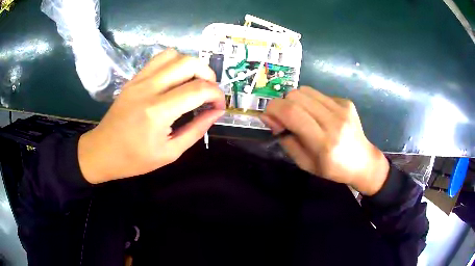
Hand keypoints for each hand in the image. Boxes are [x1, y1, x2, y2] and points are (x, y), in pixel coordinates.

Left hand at [78, 49, 224, 183]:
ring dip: (190, 65)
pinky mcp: (133, 79)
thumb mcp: (170, 152)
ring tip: (193, 82)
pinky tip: (175, 80)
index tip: (219, 106)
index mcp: (158, 112)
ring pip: (173, 55)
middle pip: (189, 63)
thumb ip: (196, 129)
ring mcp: (139, 80)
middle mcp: (149, 88)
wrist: (102, 151)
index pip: (199, 89)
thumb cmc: (134, 159)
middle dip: (208, 74)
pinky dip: (174, 63)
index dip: (217, 95)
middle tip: (209, 92)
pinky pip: (158, 59)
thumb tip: (216, 112)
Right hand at [260, 87, 388, 195]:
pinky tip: (317, 115)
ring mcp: (342, 108)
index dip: (273, 109)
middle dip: (281, 104)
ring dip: (294, 101)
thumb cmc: (333, 169)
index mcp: (324, 143)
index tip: (268, 117)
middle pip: (296, 96)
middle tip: (282, 119)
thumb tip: (269, 118)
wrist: (363, 161)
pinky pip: (318, 94)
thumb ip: (286, 140)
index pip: (292, 113)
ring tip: (299, 115)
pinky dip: (310, 102)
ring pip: (305, 90)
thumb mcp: (305, 164)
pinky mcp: (346, 102)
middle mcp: (334, 121)